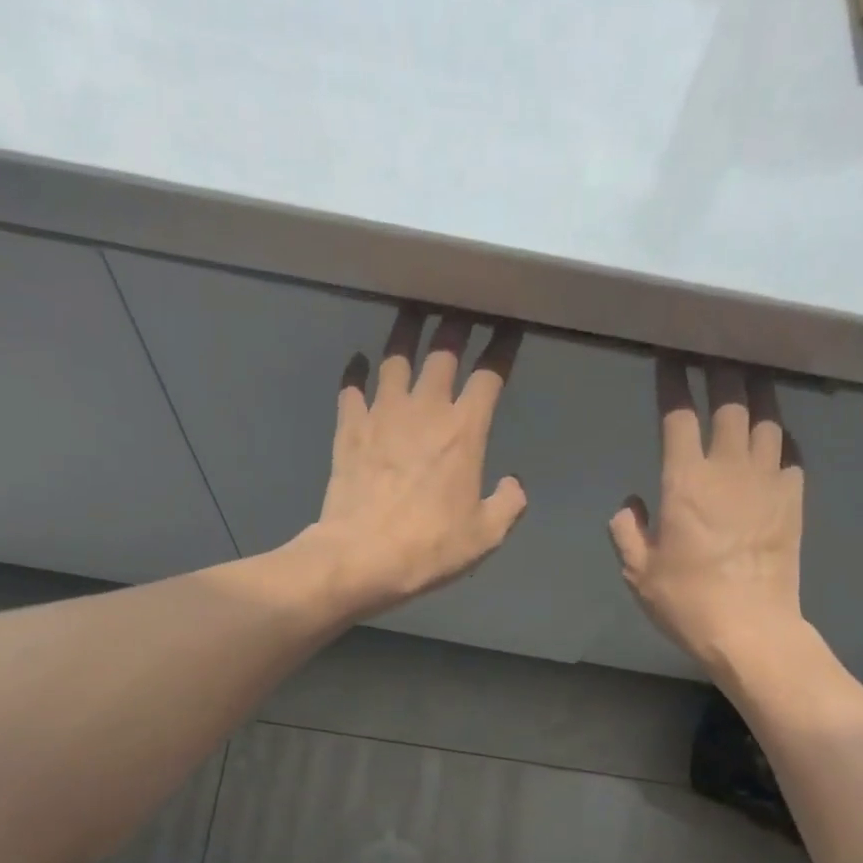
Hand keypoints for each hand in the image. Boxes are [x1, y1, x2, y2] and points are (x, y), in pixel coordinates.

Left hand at [307, 307, 526, 614]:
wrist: (360, 557)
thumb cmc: (429, 547)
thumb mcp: (485, 536)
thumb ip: (507, 505)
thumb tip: (513, 484)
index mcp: (464, 431)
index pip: (490, 374)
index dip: (502, 347)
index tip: (509, 326)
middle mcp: (424, 409)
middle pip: (443, 351)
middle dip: (457, 323)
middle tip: (461, 305)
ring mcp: (382, 414)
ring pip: (395, 356)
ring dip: (406, 331)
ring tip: (412, 313)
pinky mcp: (349, 428)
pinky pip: (351, 388)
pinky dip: (355, 372)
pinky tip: (358, 362)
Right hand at [609, 360, 805, 669]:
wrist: (751, 629)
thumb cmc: (687, 601)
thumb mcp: (639, 572)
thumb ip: (627, 531)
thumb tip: (630, 503)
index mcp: (685, 482)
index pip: (678, 415)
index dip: (672, 382)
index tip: (669, 357)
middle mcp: (729, 468)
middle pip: (729, 402)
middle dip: (720, 369)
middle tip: (714, 349)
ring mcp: (768, 480)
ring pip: (767, 418)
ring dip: (756, 391)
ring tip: (750, 375)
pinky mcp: (794, 498)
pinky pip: (791, 452)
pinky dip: (781, 436)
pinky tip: (775, 435)